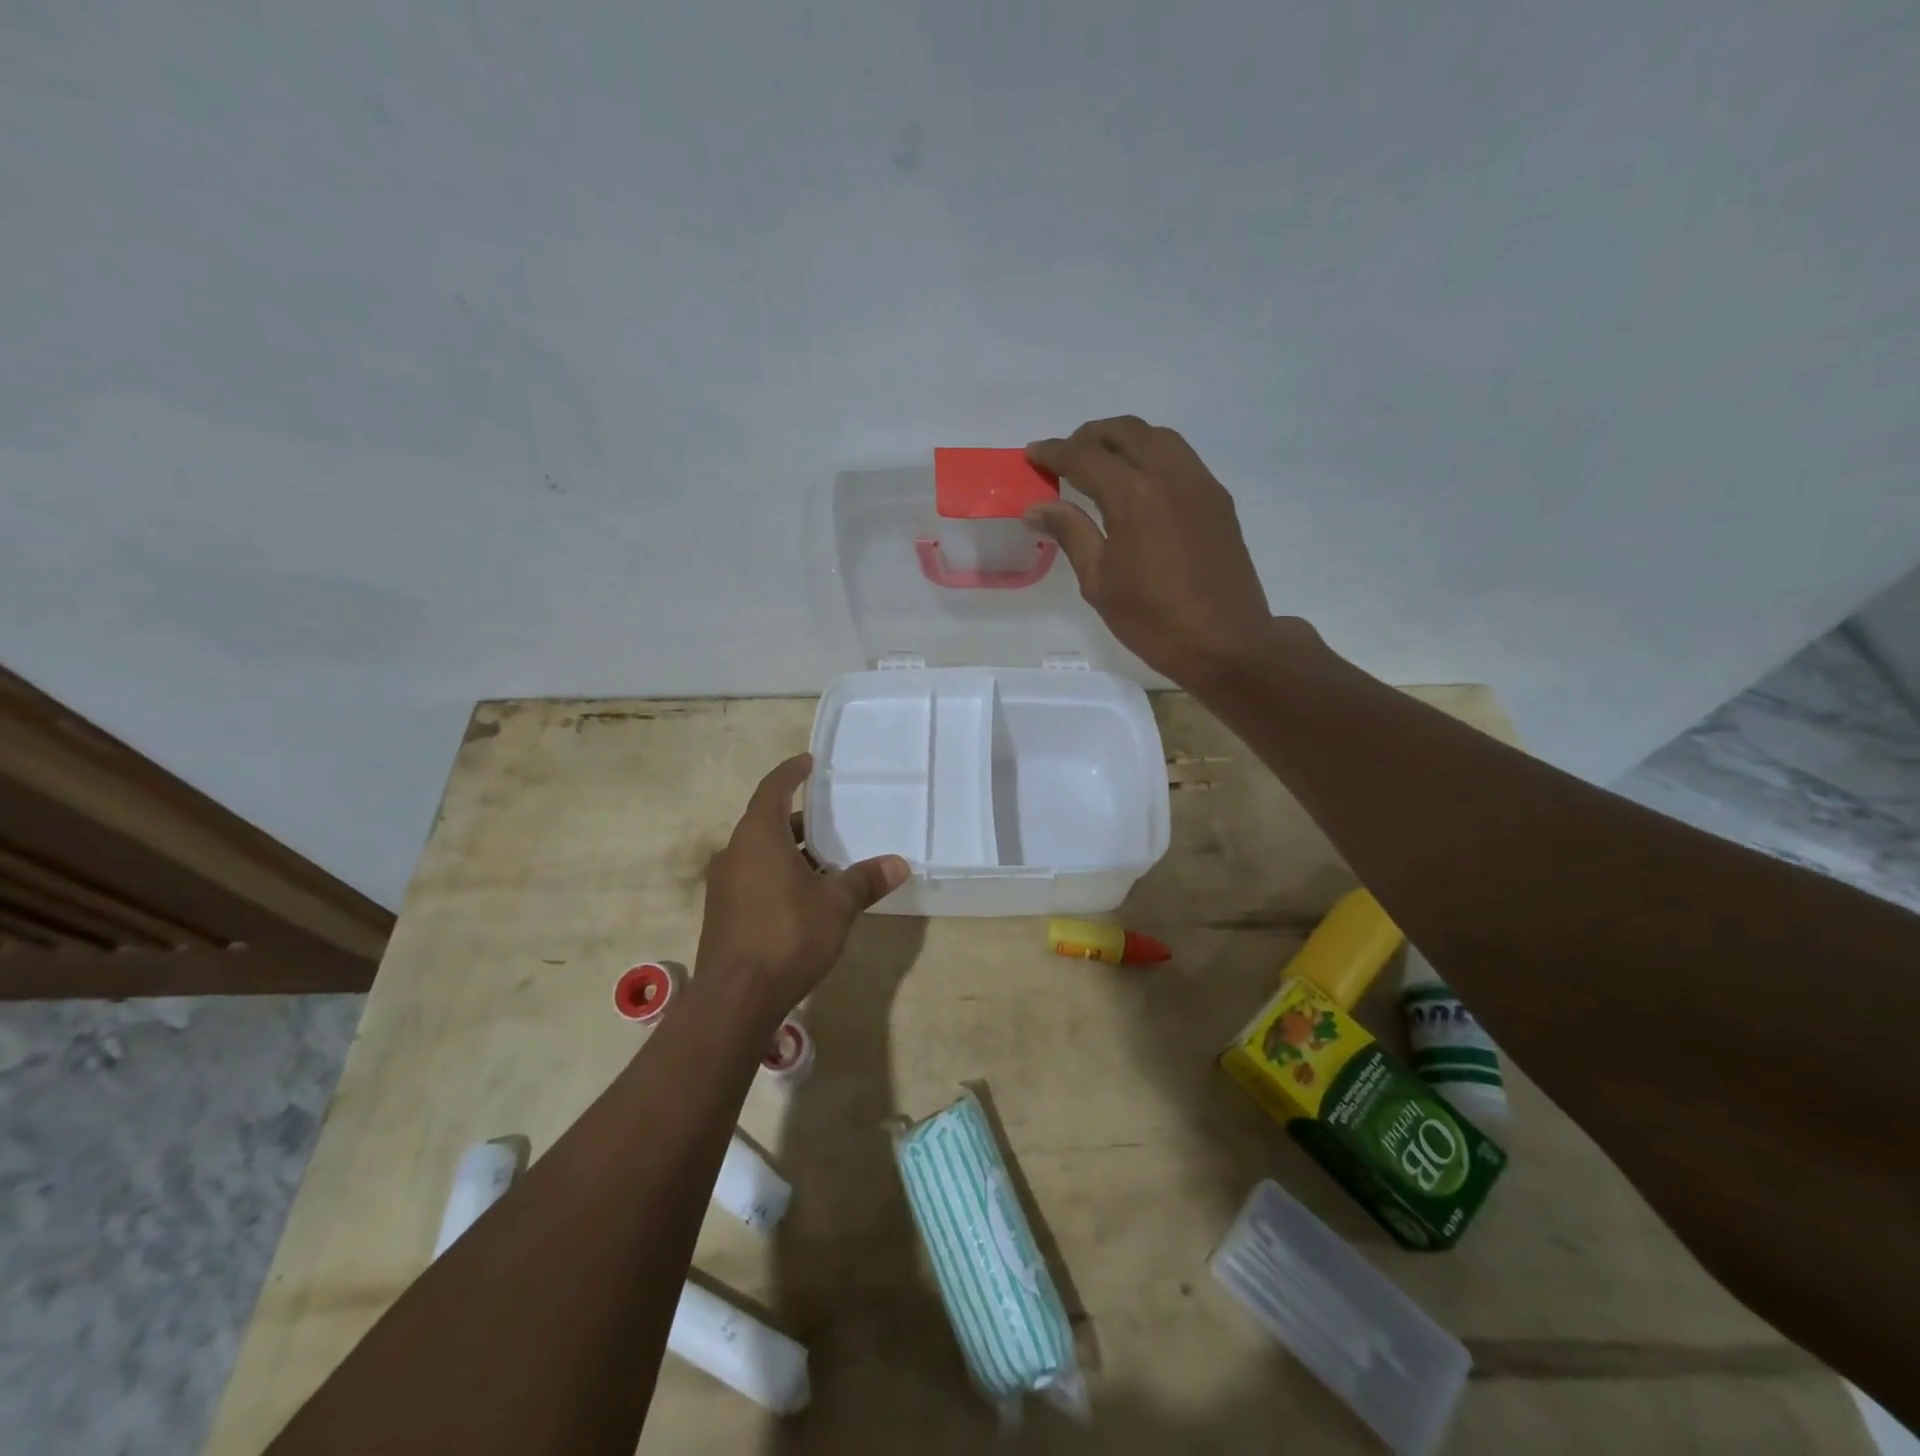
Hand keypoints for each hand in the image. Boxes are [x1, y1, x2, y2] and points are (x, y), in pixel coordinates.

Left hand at [696, 753, 908, 1017]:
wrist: (735, 998)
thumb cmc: (788, 935)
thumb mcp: (836, 905)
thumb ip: (865, 880)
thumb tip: (899, 864)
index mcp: (758, 836)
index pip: (773, 789)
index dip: (791, 773)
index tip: (808, 762)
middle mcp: (734, 853)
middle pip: (767, 823)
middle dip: (799, 821)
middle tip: (831, 821)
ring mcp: (724, 885)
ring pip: (760, 854)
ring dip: (790, 852)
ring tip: (826, 862)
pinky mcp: (723, 913)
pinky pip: (753, 878)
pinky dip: (778, 876)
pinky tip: (804, 898)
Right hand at [1026, 417, 1276, 686]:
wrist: (1226, 643)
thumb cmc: (1153, 621)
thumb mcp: (1099, 583)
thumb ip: (1071, 534)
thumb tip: (1037, 507)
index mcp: (1134, 497)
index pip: (1086, 456)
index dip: (1055, 452)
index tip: (1033, 454)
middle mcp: (1170, 476)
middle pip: (1125, 432)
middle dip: (1089, 436)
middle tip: (1065, 456)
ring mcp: (1200, 484)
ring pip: (1157, 437)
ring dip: (1124, 440)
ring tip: (1100, 463)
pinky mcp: (1217, 499)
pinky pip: (1180, 458)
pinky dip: (1151, 455)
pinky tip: (1138, 483)